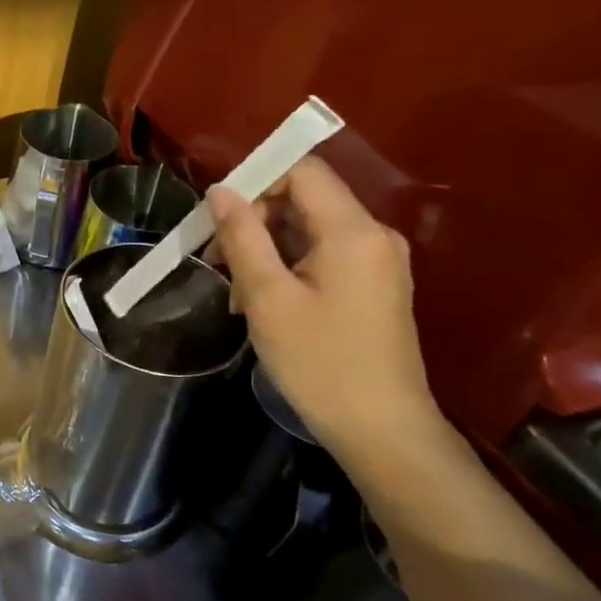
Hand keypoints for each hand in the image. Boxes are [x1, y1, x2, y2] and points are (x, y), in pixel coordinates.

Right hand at [208, 156, 445, 462]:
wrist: (382, 429)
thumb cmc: (320, 362)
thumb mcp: (267, 297)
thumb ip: (242, 236)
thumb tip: (220, 191)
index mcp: (352, 231)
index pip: (301, 171)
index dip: (255, 182)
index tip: (218, 220)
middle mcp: (373, 235)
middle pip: (303, 199)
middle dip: (254, 222)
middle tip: (218, 264)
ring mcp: (377, 261)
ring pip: (308, 230)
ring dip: (265, 250)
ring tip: (239, 295)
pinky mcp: (374, 285)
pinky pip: (322, 255)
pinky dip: (287, 268)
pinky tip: (265, 303)